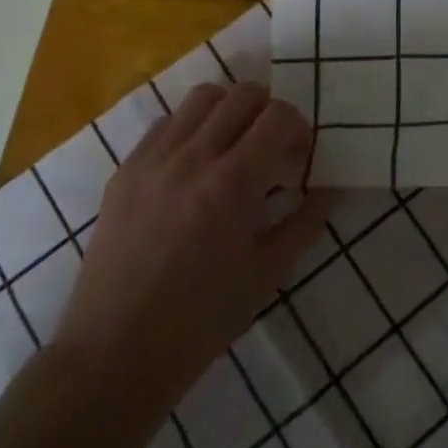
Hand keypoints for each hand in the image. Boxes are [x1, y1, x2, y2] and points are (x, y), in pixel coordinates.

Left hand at [51, 82, 334, 414]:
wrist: (115, 353)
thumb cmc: (202, 320)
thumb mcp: (268, 272)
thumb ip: (306, 221)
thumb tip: (332, 186)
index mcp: (232, 184)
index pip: (278, 116)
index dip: (299, 127)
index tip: (299, 155)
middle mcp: (192, 157)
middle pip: (243, 94)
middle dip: (269, 111)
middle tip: (272, 146)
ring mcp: (153, 159)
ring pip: (202, 97)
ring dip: (230, 110)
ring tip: (233, 145)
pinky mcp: (125, 169)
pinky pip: (166, 122)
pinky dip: (191, 127)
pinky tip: (195, 162)